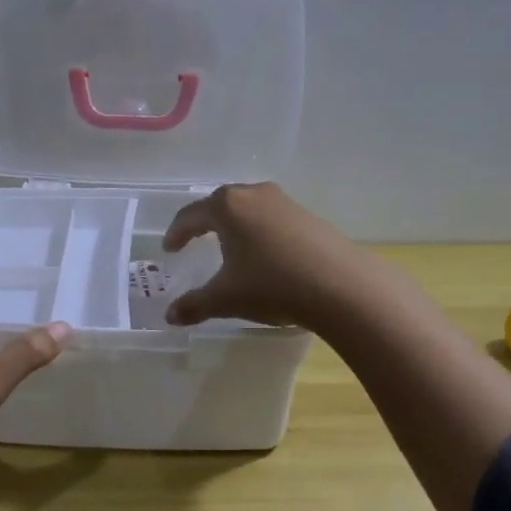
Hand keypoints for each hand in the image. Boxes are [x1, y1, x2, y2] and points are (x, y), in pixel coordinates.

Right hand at [163, 182, 372, 330]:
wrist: (340, 286)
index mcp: (227, 206)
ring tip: (229, 246)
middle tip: (194, 241)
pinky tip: (264, 254)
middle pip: (220, 204)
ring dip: (235, 225)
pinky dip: (259, 232)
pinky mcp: (309, 216)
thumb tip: (170, 316)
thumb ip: (194, 305)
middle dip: (204, 223)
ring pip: (249, 209)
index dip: (177, 233)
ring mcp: (285, 202)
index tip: (170, 249)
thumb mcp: (226, 298)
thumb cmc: (271, 285)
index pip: (191, 215)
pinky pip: (272, 219)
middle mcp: (254, 194)